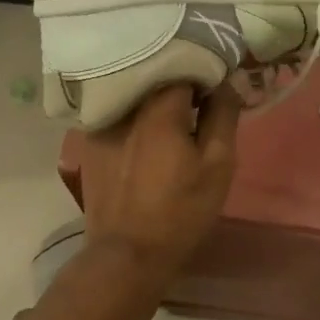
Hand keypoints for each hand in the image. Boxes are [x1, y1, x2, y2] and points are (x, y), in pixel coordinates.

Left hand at [78, 83, 241, 280]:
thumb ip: (224, 114)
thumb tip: (228, 80)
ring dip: (156, 100)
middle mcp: (126, 105)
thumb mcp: (218, 164)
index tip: (217, 92)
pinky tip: (146, 138)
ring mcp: (103, 123)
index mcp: (158, 106)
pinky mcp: (91, 143)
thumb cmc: (181, 210)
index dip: (205, 74)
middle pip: (157, 76)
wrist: (127, 255)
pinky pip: (119, 115)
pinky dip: (135, 117)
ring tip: (174, 119)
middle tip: (200, 105)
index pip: (185, 64)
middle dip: (181, 84)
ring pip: (136, 95)